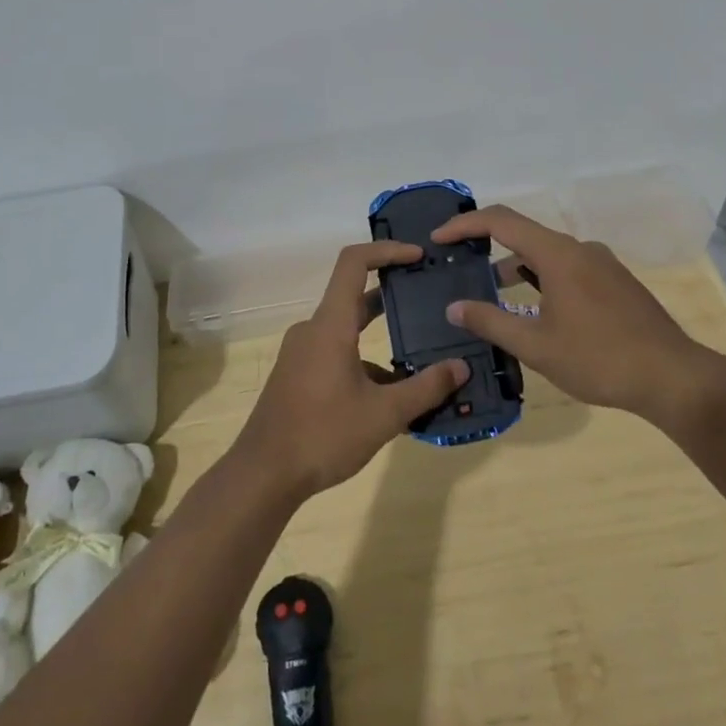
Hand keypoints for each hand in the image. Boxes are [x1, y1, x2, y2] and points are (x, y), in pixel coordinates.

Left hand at [232, 242, 468, 499]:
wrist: (263, 474)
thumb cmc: (323, 435)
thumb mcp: (384, 415)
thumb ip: (425, 388)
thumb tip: (461, 367)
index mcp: (330, 325)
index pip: (354, 263)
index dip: (386, 250)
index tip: (417, 255)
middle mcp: (313, 329)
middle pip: (354, 295)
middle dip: (392, 295)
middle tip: (428, 298)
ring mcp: (302, 352)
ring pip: (347, 330)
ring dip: (381, 338)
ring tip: (420, 356)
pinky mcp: (297, 373)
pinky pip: (336, 352)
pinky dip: (363, 361)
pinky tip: (389, 394)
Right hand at [431, 206, 719, 422]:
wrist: (674, 377)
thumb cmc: (599, 358)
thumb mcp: (536, 346)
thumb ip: (491, 322)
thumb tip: (454, 307)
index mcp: (558, 254)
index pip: (501, 221)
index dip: (465, 225)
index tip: (439, 240)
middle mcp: (580, 249)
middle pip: (524, 235)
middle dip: (488, 248)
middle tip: (461, 269)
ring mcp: (602, 264)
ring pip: (547, 255)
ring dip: (517, 269)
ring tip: (494, 296)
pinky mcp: (616, 283)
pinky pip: (568, 269)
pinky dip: (542, 280)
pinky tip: (537, 311)